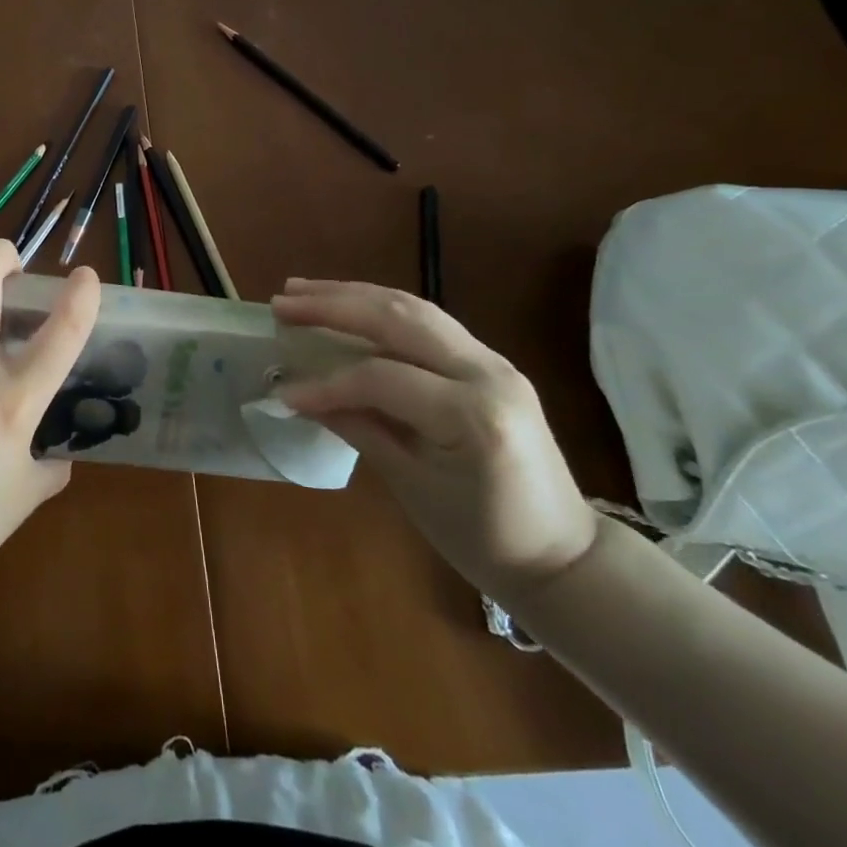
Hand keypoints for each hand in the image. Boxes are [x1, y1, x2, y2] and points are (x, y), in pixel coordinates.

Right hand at [272, 279, 595, 602]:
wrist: (563, 555)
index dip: (326, 382)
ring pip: (413, 308)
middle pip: (398, 320)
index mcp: (473, 415)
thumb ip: (358, 428)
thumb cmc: (484, 538)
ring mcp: (492, 361)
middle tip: (282, 302)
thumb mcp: (413, 487)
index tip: (283, 393)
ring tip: (305, 291)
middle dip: (334, 305)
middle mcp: (487, 372)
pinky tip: (350, 305)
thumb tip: (299, 396)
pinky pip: (428, 322)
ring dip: (355, 295)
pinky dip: (381, 308)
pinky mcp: (488, 361)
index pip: (381, 377)